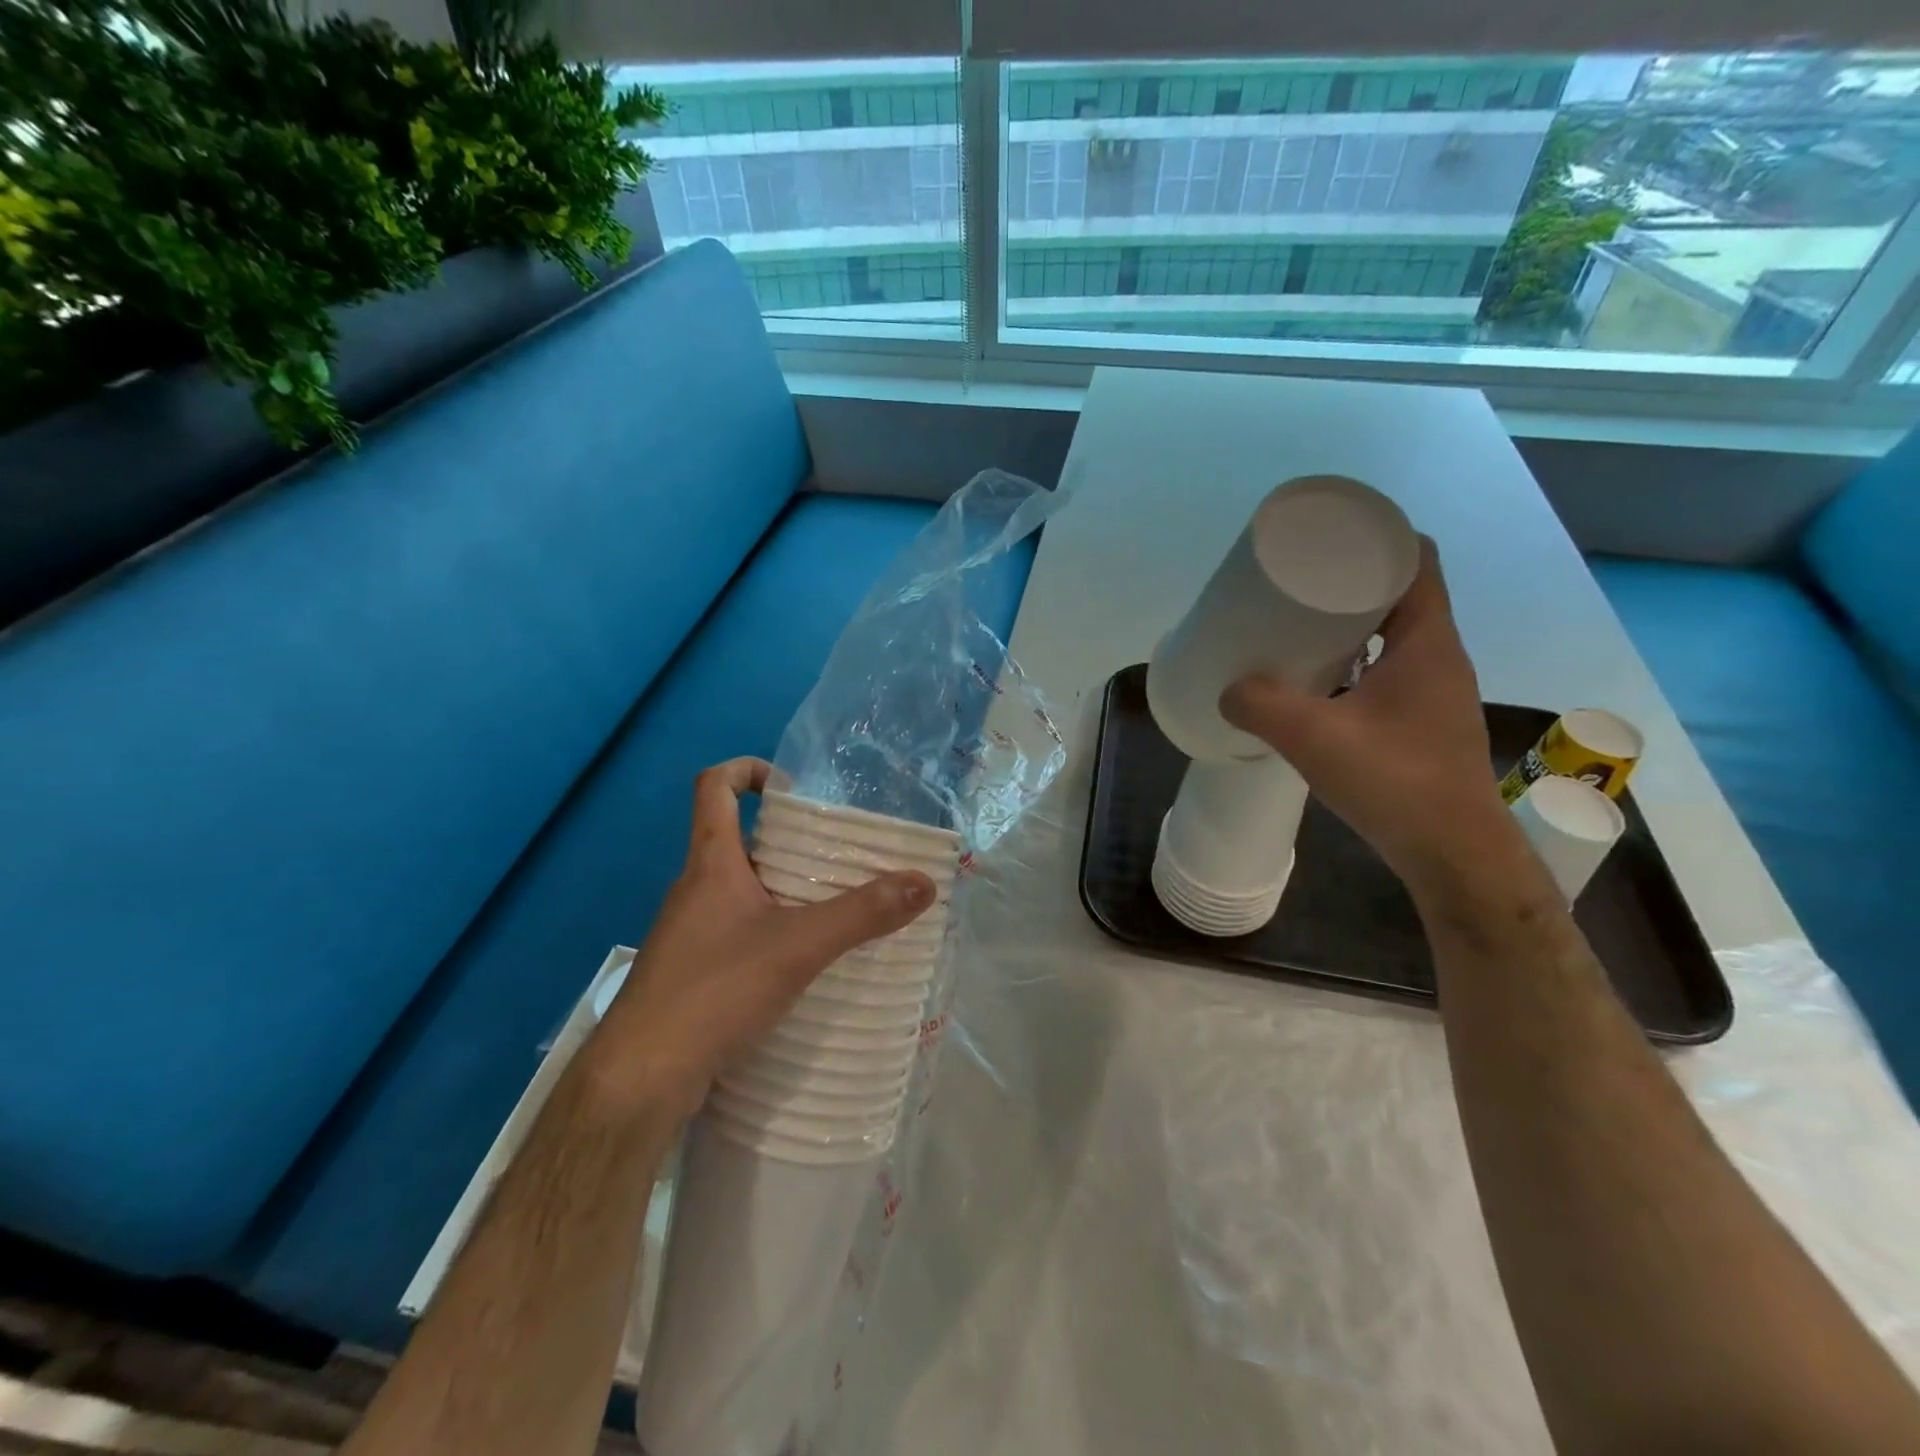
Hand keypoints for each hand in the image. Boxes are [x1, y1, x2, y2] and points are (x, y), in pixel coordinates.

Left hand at [593, 757, 935, 1119]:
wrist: (639, 1080)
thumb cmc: (713, 991)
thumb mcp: (798, 947)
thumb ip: (862, 914)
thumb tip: (923, 882)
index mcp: (710, 863)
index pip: (713, 787)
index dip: (747, 770)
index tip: (791, 787)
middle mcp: (694, 889)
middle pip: (737, 840)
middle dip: (787, 840)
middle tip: (838, 856)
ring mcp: (688, 933)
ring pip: (740, 890)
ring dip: (782, 890)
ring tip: (832, 908)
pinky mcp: (691, 972)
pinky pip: (736, 931)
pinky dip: (770, 931)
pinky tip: (802, 963)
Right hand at [1220, 537, 1518, 892]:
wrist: (1452, 853)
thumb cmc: (1395, 781)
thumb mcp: (1315, 738)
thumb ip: (1262, 707)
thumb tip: (1227, 689)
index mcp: (1427, 643)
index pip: (1418, 561)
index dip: (1379, 538)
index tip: (1331, 538)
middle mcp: (1439, 658)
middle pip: (1401, 595)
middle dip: (1352, 582)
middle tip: (1298, 585)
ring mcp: (1434, 693)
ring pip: (1393, 638)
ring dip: (1352, 627)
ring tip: (1298, 630)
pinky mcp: (1422, 723)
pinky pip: (1388, 672)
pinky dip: (1355, 665)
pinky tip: (1317, 686)